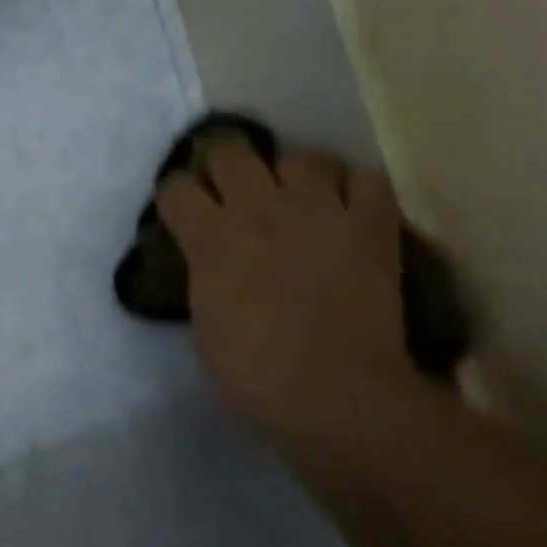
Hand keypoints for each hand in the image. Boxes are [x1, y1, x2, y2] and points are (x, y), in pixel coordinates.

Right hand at [157, 141, 423, 439]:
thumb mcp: (204, 324)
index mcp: (210, 239)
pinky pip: (366, 180)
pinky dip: (355, 190)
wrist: (335, 396)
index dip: (175, 198)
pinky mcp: (370, 227)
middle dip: (222, 165)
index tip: (182, 213)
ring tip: (295, 197)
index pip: (176, 187)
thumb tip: (211, 263)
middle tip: (231, 191)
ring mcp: (319, 212)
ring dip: (292, 173)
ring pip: (301, 155)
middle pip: (230, 150)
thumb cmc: (254, 376)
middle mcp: (259, 210)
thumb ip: (204, 277)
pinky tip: (347, 209)